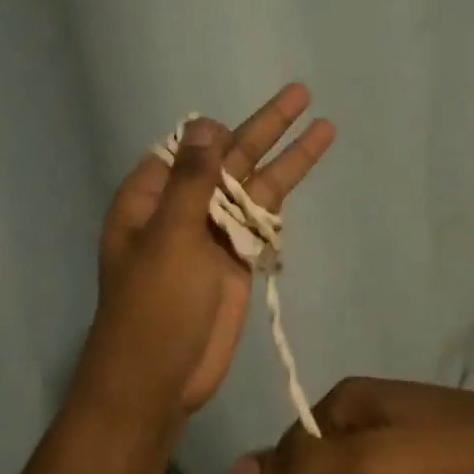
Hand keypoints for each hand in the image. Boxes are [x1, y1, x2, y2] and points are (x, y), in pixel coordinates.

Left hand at [72, 84, 334, 430]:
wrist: (160, 379)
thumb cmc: (154, 306)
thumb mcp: (169, 238)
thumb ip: (192, 181)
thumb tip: (206, 125)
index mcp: (151, 198)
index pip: (185, 148)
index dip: (213, 133)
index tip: (235, 132)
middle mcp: (183, 208)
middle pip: (229, 159)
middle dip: (265, 127)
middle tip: (301, 94)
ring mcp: (213, 234)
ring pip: (254, 186)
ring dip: (286, 156)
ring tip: (323, 125)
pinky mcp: (237, 260)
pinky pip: (263, 220)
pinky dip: (284, 200)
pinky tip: (304, 175)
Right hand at [229, 378, 473, 473]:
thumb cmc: (443, 460)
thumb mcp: (368, 464)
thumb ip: (303, 466)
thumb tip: (234, 469)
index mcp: (349, 398)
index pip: (295, 442)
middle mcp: (367, 405)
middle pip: (318, 457)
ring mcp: (395, 425)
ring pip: (345, 469)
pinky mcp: (420, 447)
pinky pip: (373, 473)